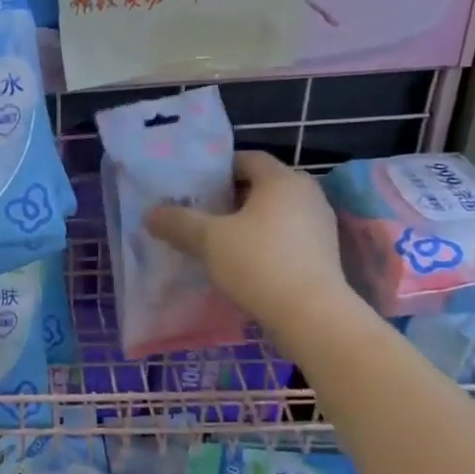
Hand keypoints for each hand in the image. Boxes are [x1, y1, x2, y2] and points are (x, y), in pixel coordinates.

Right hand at [145, 150, 352, 337]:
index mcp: (282, 180)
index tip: (194, 187)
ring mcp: (320, 226)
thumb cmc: (258, 262)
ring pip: (274, 213)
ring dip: (246, 222)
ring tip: (216, 239)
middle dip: (230, 197)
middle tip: (200, 212)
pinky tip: (241, 262)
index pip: (248, 158)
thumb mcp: (208, 239)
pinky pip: (286, 236)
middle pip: (262, 186)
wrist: (310, 315)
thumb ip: (178, 222)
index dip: (219, 168)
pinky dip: (263, 242)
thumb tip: (151, 214)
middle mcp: (307, 195)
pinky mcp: (323, 254)